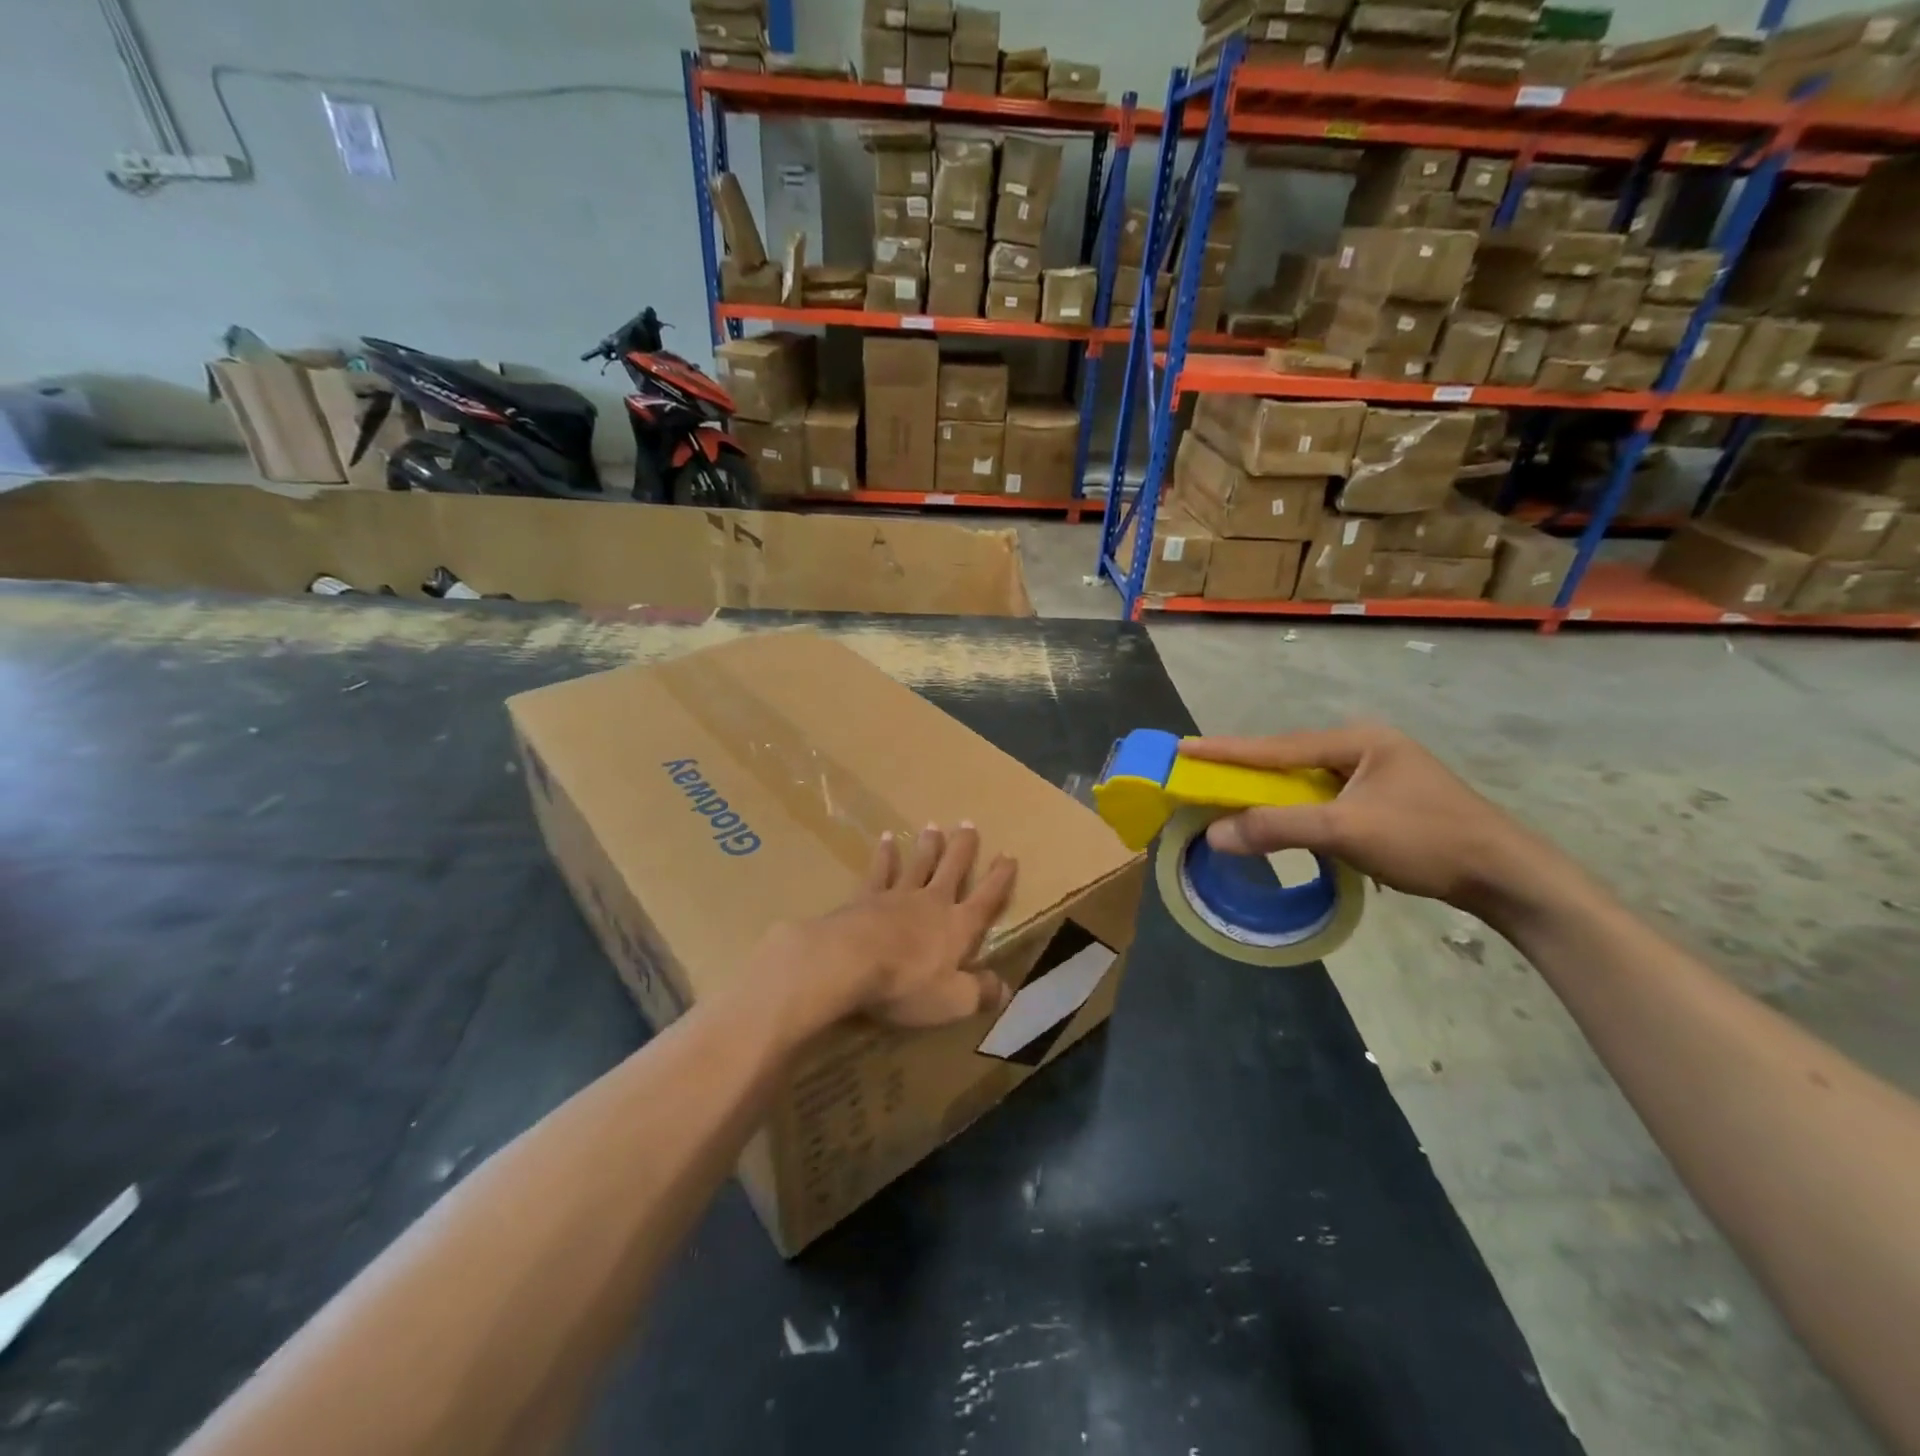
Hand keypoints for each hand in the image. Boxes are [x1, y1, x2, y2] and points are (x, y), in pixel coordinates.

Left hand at [752, 825, 1017, 1035]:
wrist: (848, 962)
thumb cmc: (906, 984)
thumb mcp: (953, 1001)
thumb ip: (980, 993)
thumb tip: (1005, 990)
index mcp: (958, 927)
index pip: (986, 899)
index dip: (1000, 879)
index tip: (1008, 856)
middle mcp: (932, 903)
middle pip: (952, 869)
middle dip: (963, 848)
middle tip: (968, 824)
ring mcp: (898, 896)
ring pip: (918, 864)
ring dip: (927, 846)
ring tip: (932, 826)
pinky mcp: (866, 897)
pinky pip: (880, 871)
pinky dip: (885, 855)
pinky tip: (885, 839)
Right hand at [1181, 724, 1566, 922]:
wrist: (1506, 875)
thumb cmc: (1426, 840)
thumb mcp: (1346, 831)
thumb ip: (1277, 827)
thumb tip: (1214, 835)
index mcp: (1357, 741)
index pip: (1277, 746)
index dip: (1227, 750)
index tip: (1183, 747)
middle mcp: (1365, 748)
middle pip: (1290, 759)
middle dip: (1246, 769)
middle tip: (1202, 774)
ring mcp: (1378, 773)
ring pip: (1307, 780)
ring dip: (1271, 792)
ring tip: (1232, 797)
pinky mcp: (1385, 800)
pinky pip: (1324, 798)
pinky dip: (1296, 809)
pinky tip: (1283, 820)